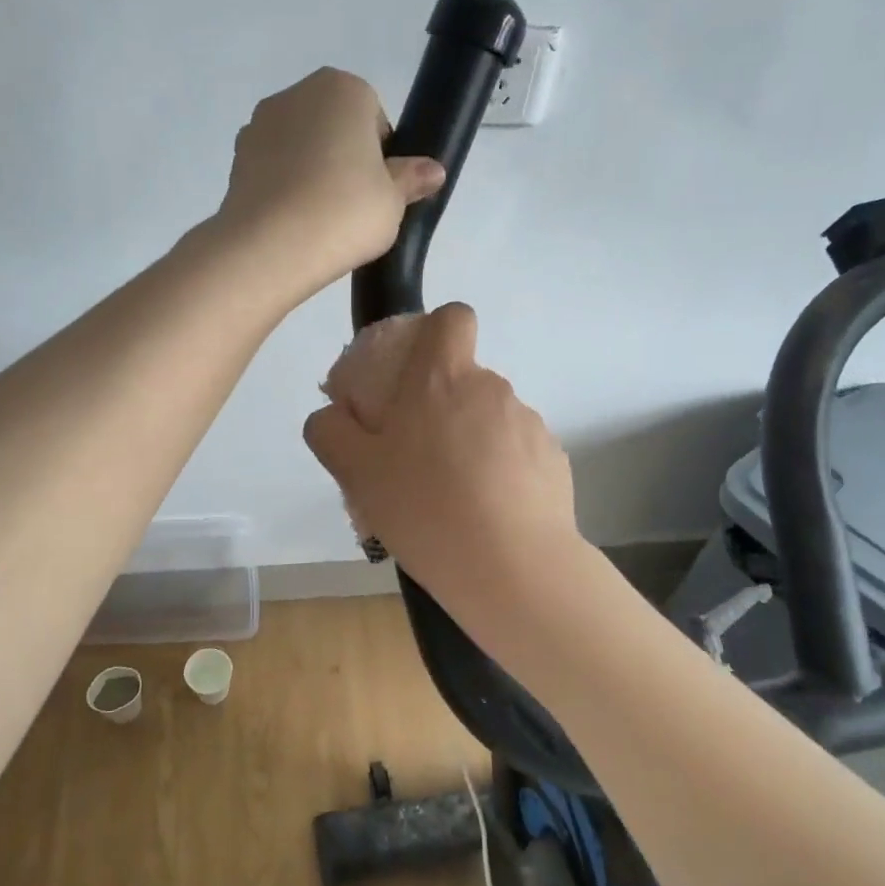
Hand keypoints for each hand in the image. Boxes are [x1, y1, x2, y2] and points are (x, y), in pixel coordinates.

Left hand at [216, 68, 445, 294]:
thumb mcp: (393, 200)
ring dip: (312, 172)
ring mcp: (259, 124)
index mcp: (343, 89)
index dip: (382, 157)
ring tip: (320, 218)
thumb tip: (433, 170)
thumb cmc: (345, 211)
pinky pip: (273, 168)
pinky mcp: (237, 158)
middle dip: (344, 159)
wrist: (271, 246)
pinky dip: (284, 187)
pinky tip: (292, 221)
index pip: (374, 118)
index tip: (379, 191)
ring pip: (301, 147)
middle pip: (334, 127)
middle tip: (353, 207)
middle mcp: (297, 94)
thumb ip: (411, 179)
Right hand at [304, 304, 578, 608]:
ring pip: (489, 420)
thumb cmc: (424, 508)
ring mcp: (529, 424)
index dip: (435, 332)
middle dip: (440, 408)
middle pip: (463, 379)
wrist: (512, 568)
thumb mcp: (355, 472)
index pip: (453, 317)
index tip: (416, 372)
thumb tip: (333, 415)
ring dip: (469, 444)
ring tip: (452, 499)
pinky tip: (486, 514)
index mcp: (443, 378)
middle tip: (416, 461)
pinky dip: (500, 472)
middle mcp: (492, 389)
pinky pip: (516, 453)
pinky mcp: (554, 460)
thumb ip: (330, 431)